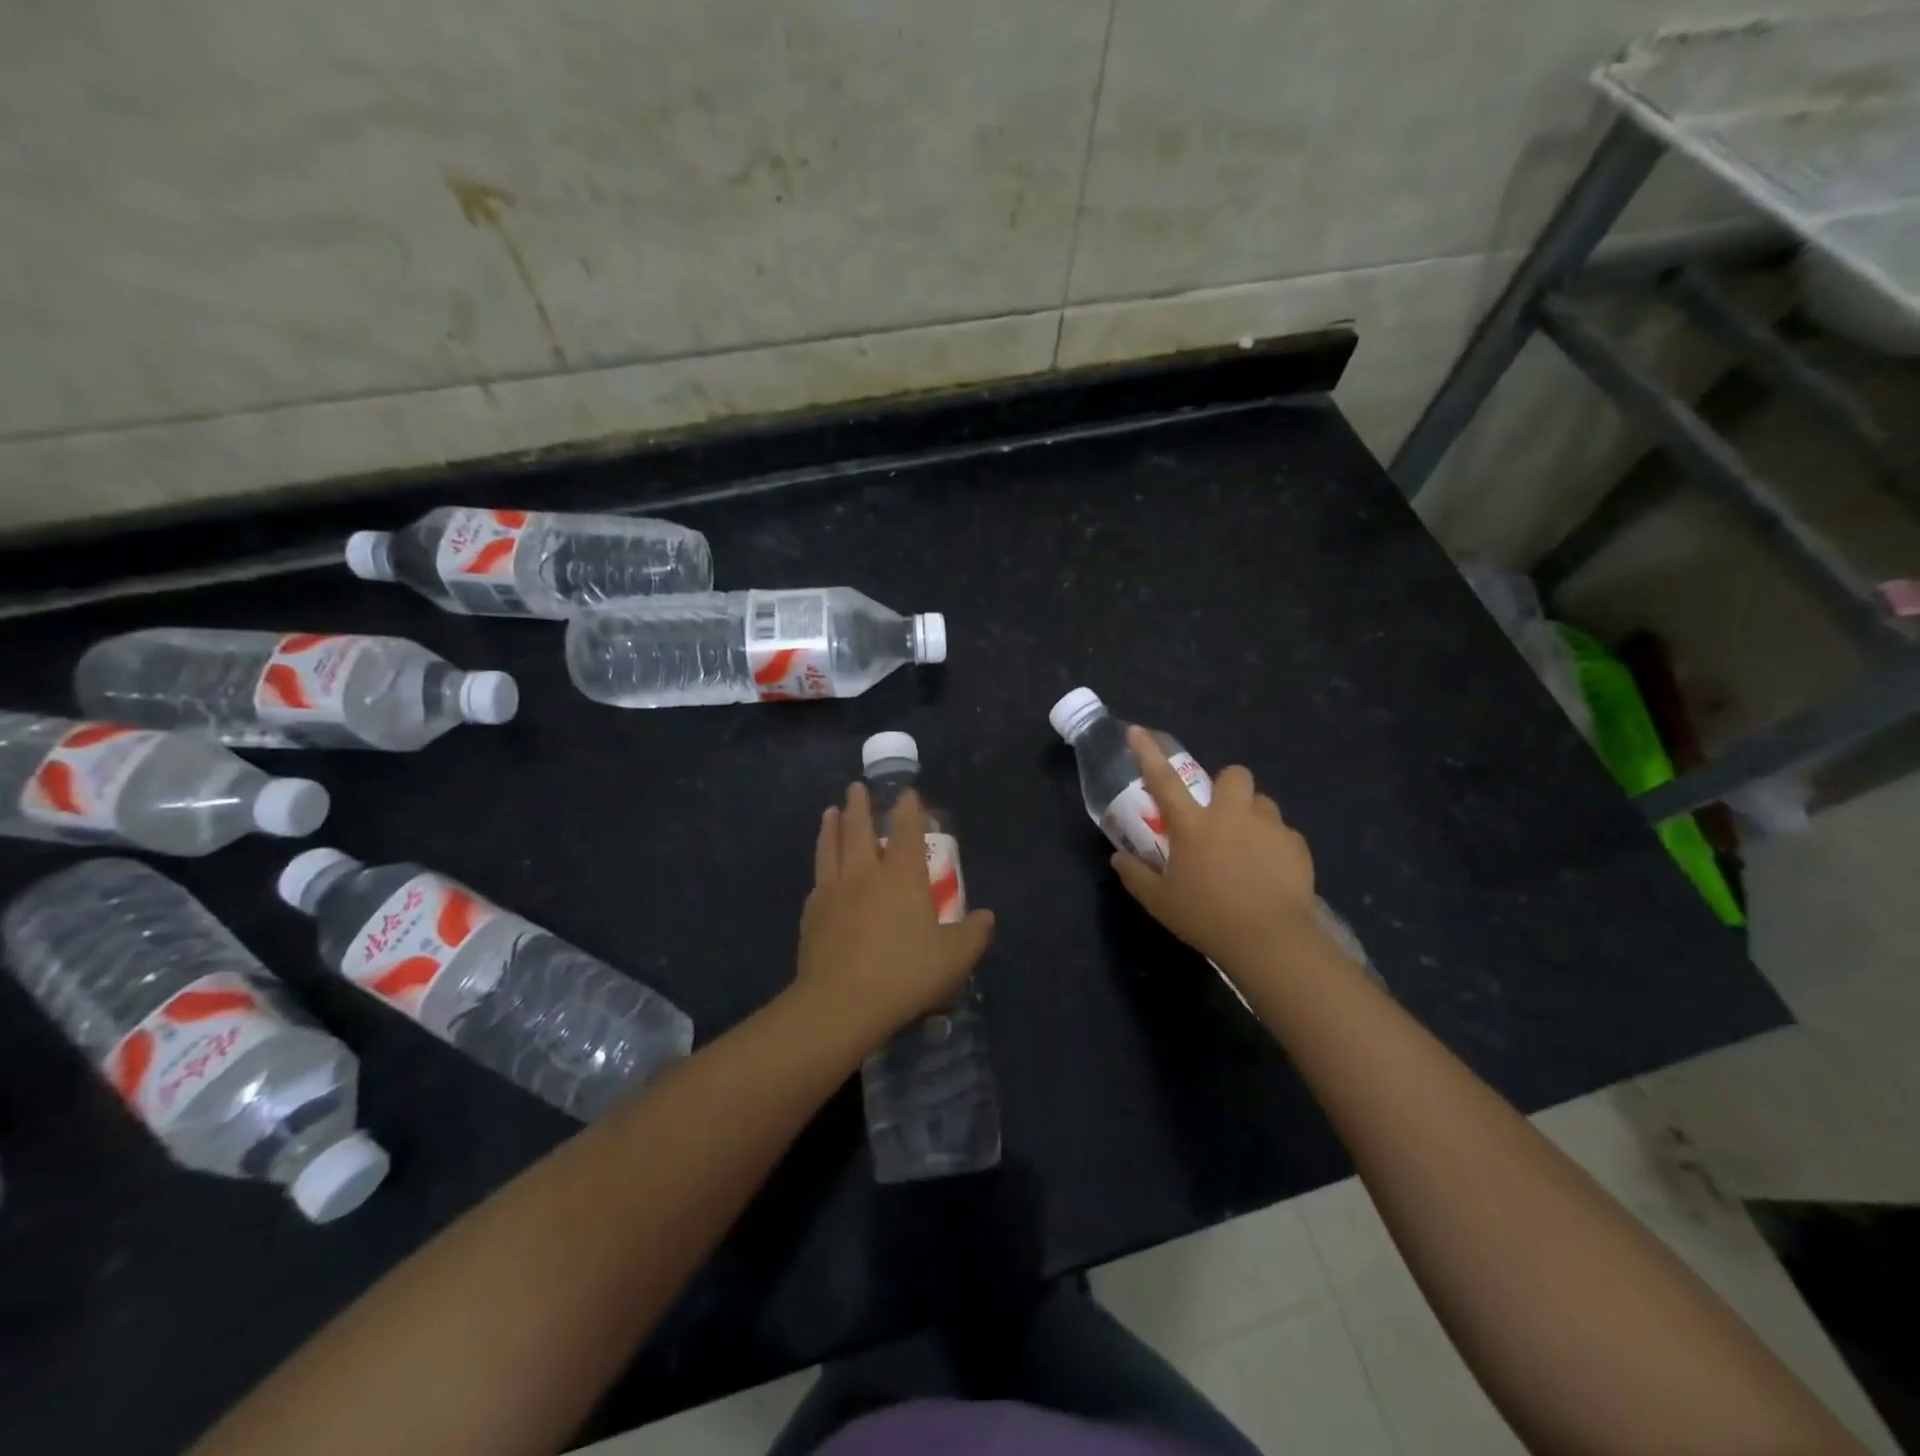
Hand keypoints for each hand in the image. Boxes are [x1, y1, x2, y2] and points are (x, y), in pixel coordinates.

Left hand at [795, 782, 995, 1049]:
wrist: (842, 1003)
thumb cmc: (906, 974)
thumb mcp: (955, 958)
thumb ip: (973, 934)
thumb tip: (987, 917)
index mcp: (902, 876)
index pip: (908, 832)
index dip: (909, 810)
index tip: (906, 793)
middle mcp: (866, 874)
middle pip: (860, 830)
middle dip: (860, 806)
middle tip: (856, 788)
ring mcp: (834, 892)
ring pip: (831, 848)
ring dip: (831, 827)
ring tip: (830, 811)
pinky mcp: (812, 915)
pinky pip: (818, 880)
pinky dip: (821, 866)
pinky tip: (820, 871)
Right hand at [1110, 726, 1322, 969]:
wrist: (1270, 939)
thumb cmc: (1207, 917)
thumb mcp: (1160, 902)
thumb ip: (1136, 876)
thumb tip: (1118, 858)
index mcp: (1193, 825)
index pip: (1164, 780)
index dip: (1148, 753)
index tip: (1138, 731)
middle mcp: (1231, 815)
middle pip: (1233, 774)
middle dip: (1226, 785)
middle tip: (1219, 814)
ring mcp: (1268, 827)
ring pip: (1262, 801)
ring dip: (1251, 814)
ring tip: (1247, 844)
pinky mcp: (1296, 845)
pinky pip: (1283, 833)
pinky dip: (1274, 844)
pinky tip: (1269, 871)